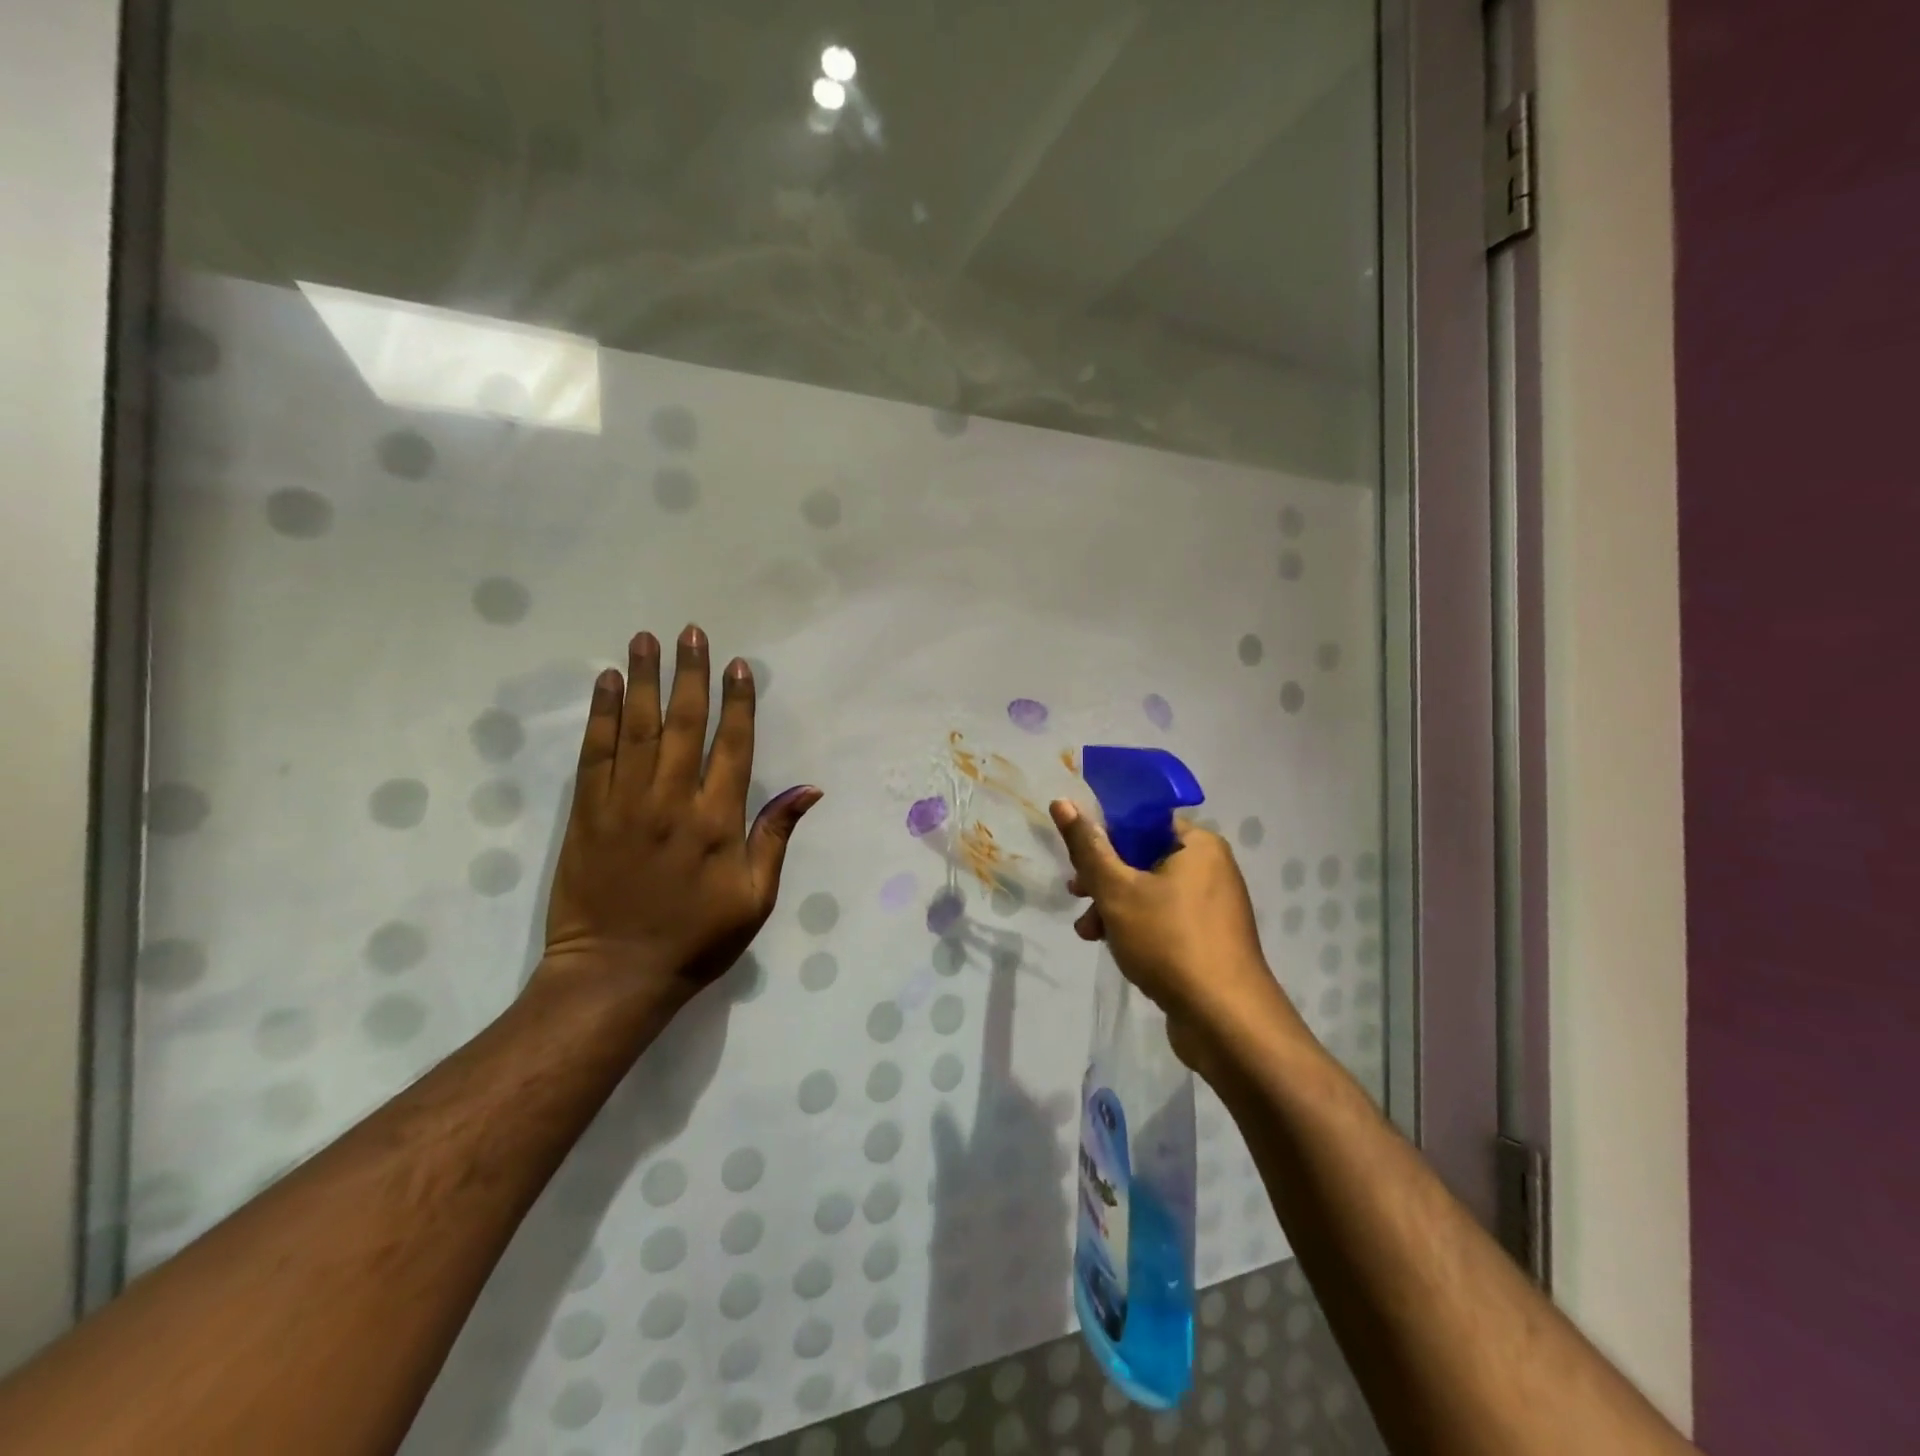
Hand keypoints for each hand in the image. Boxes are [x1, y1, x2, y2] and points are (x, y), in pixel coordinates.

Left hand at [539, 625, 821, 1005]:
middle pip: (684, 724)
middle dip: (691, 674)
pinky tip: (608, 683)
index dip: (738, 703)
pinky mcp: (587, 813)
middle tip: (692, 631)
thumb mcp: (755, 898)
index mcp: (717, 821)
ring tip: (647, 639)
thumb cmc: (696, 940)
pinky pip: (596, 754)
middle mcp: (672, 801)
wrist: (615, 975)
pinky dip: (602, 715)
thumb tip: (808, 788)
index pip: (733, 746)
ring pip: (638, 728)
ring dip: (646, 679)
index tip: (739, 665)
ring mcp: (625, 803)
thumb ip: (776, 837)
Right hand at [1049, 800, 1291, 1067]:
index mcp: (1198, 845)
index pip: (1143, 820)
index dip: (1105, 833)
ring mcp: (1213, 906)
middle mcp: (1211, 868)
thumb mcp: (1117, 890)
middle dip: (1104, 878)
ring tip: (1088, 932)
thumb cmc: (1168, 941)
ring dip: (1113, 907)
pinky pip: (1165, 919)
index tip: (1078, 856)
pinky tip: (1115, 948)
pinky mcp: (1209, 939)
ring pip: (1150, 892)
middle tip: (1076, 895)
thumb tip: (1062, 802)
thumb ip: (1088, 847)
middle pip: (1143, 857)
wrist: (1225, 1020)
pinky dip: (1137, 927)